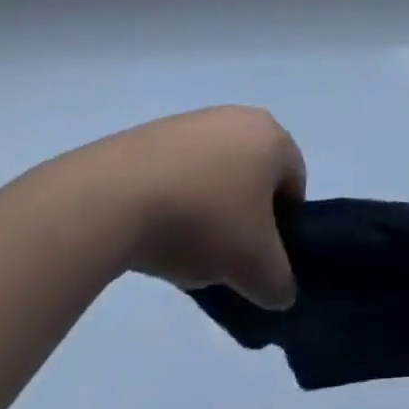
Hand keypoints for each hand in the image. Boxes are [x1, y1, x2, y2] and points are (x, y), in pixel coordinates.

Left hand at [64, 106, 304, 309]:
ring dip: (208, 209)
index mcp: (273, 137)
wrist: (114, 197)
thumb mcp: (253, 267)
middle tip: (222, 255)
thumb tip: (280, 290)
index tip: (257, 258)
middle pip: (255, 176)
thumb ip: (279, 281)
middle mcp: (240, 117)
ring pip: (216, 174)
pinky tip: (153, 230)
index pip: (295, 184)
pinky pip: (180, 171)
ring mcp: (195, 121)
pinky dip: (175, 199)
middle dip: (244, 217)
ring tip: (181, 247)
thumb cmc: (202, 221)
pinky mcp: (154, 133)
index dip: (283, 228)